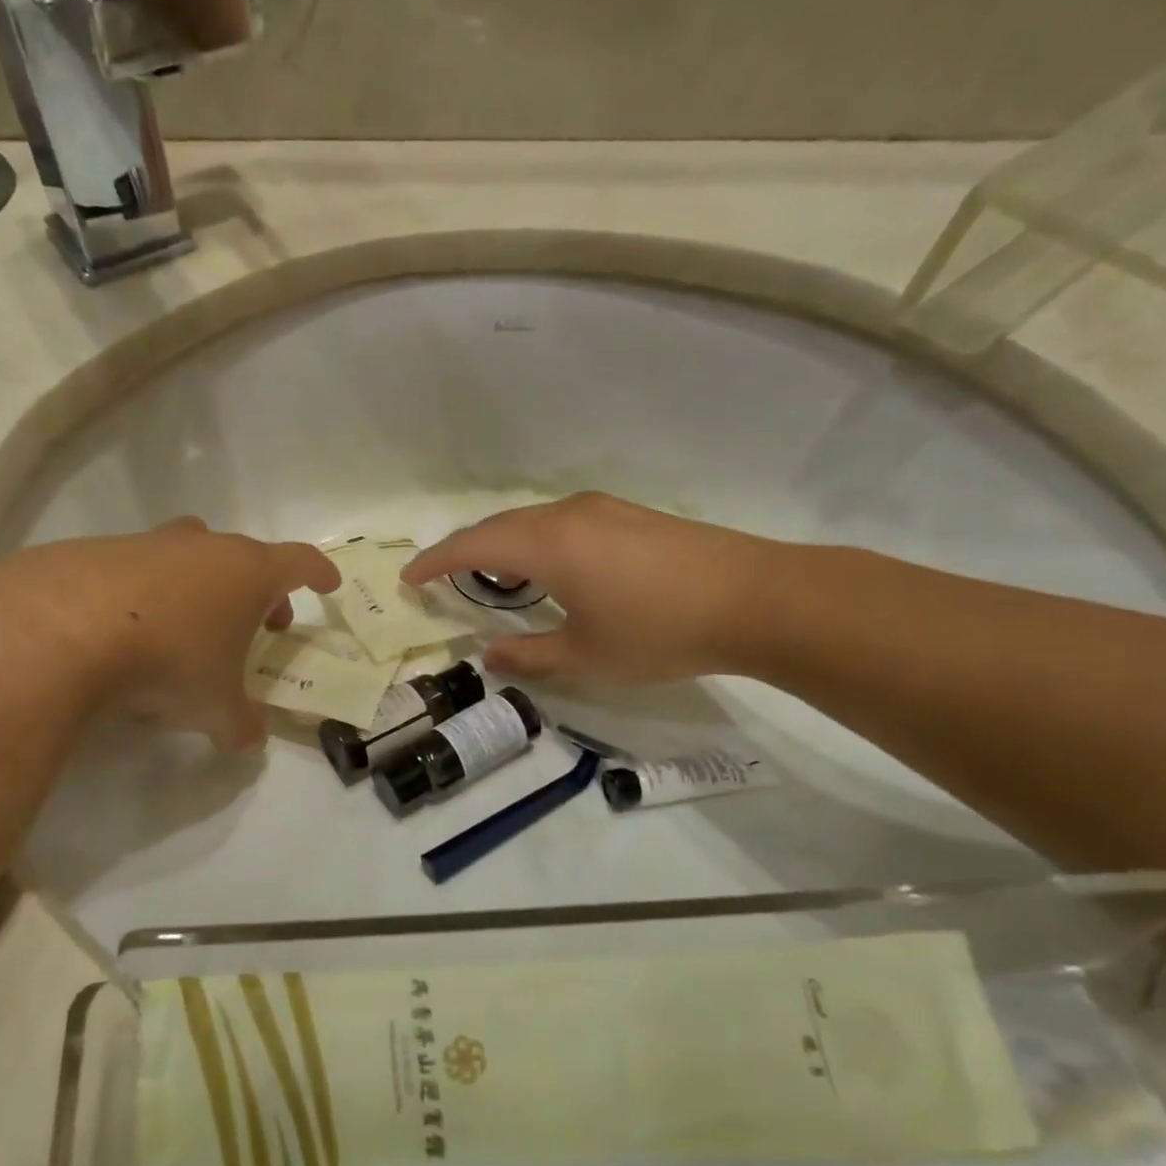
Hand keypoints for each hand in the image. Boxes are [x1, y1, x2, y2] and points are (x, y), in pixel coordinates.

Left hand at [0, 518, 340, 749]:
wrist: (61, 630)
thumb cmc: (168, 662)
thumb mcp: (215, 707)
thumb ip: (240, 725)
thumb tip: (249, 741)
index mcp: (247, 573)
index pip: (299, 562)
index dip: (318, 573)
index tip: (327, 585)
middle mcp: (202, 548)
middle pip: (245, 557)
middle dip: (258, 589)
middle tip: (258, 624)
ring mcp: (148, 544)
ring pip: (190, 557)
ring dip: (202, 588)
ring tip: (190, 630)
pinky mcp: (96, 552)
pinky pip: (137, 570)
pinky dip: (147, 594)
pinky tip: (129, 631)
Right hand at [402, 493, 793, 683]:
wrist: (756, 598)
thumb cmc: (659, 631)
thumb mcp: (586, 656)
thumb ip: (528, 656)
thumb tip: (489, 655)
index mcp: (546, 544)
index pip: (472, 546)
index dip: (435, 562)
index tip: (408, 579)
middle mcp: (566, 514)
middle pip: (498, 527)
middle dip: (464, 552)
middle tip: (441, 579)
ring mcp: (602, 509)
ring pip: (531, 522)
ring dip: (502, 547)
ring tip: (491, 580)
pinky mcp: (629, 515)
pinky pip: (561, 523)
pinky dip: (535, 543)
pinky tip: (548, 570)